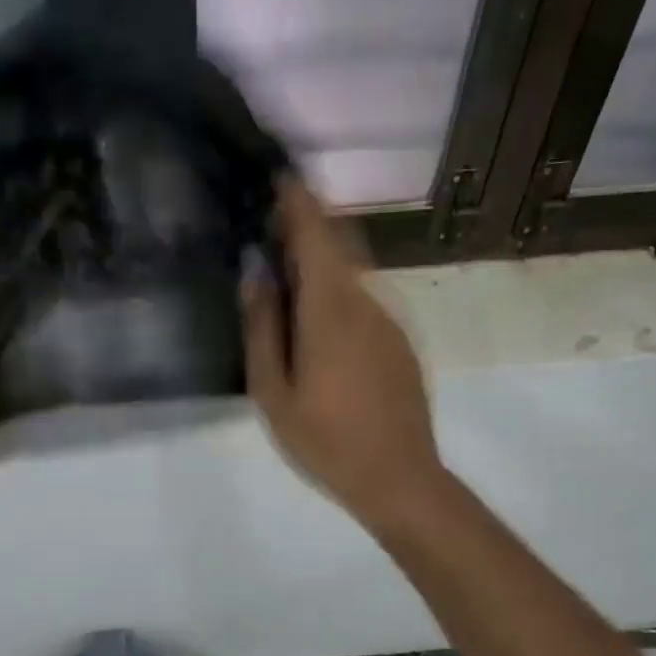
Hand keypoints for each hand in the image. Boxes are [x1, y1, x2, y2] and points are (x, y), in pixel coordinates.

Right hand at [241, 176, 445, 531]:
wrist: (399, 478)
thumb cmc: (325, 440)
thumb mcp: (273, 391)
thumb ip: (262, 326)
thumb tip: (255, 272)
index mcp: (331, 308)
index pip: (316, 233)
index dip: (297, 200)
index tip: (276, 177)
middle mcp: (366, 300)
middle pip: (338, 242)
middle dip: (307, 222)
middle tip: (270, 220)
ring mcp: (389, 319)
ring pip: (352, 270)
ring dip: (321, 256)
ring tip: (284, 268)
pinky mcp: (399, 340)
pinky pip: (363, 296)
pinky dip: (337, 287)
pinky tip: (315, 316)